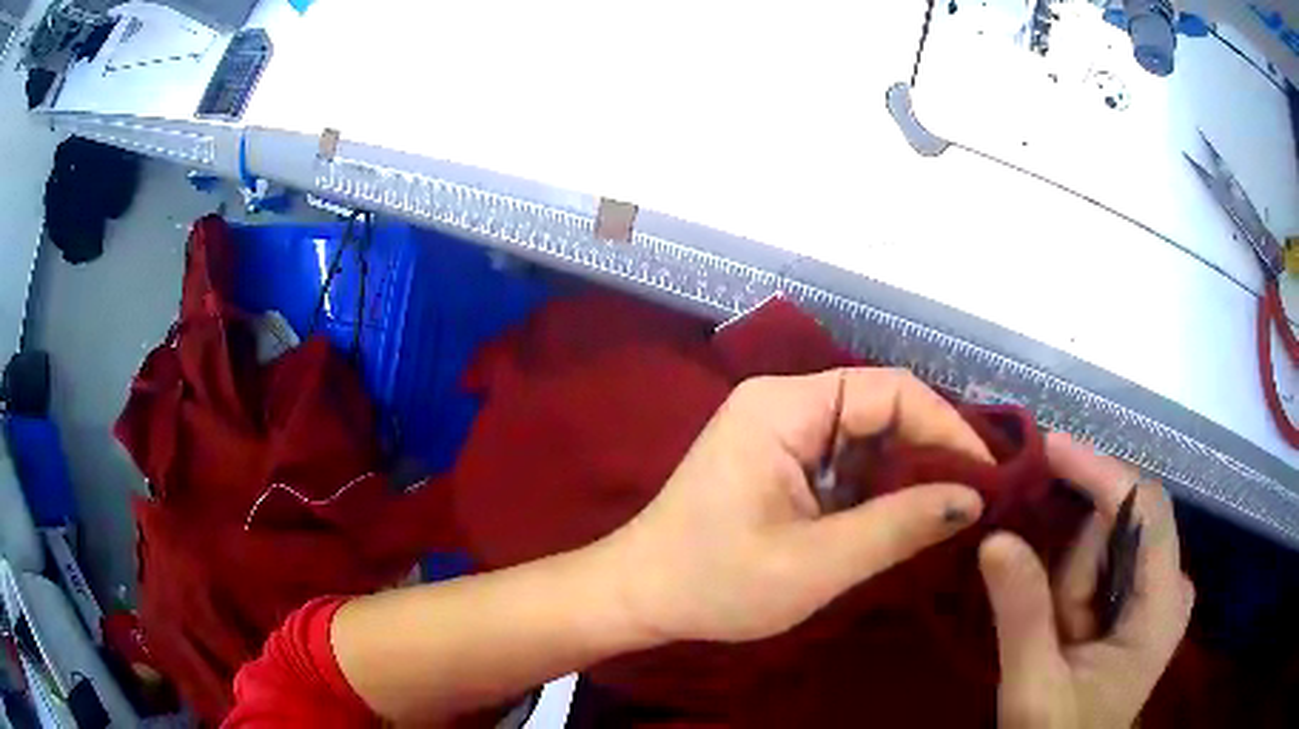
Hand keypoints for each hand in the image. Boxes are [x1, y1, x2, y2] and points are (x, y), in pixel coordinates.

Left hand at [606, 368, 991, 643]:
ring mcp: (779, 430)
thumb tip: (972, 498)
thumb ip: (899, 527)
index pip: (890, 391)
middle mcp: (784, 402)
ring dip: (907, 474)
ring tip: (950, 512)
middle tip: (975, 499)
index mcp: (785, 407)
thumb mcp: (816, 564)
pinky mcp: (779, 460)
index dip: (946, 428)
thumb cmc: (715, 583)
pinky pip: (844, 461)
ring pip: (867, 436)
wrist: (639, 596)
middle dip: (930, 452)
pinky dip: (877, 489)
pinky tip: (902, 519)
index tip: (986, 477)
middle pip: (881, 408)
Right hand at [979, 433, 1194, 728]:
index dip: (1101, 471)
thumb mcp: (1033, 688)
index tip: (1049, 449)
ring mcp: (1162, 590)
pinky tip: (1070, 624)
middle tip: (1055, 626)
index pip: (1146, 508)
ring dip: (1074, 583)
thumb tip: (996, 537)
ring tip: (1062, 639)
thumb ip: (1021, 615)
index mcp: (1163, 605)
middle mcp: (1174, 584)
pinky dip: (1079, 582)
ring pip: (1111, 543)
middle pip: (1124, 526)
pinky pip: (1109, 560)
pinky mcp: (1146, 599)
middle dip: (1077, 567)